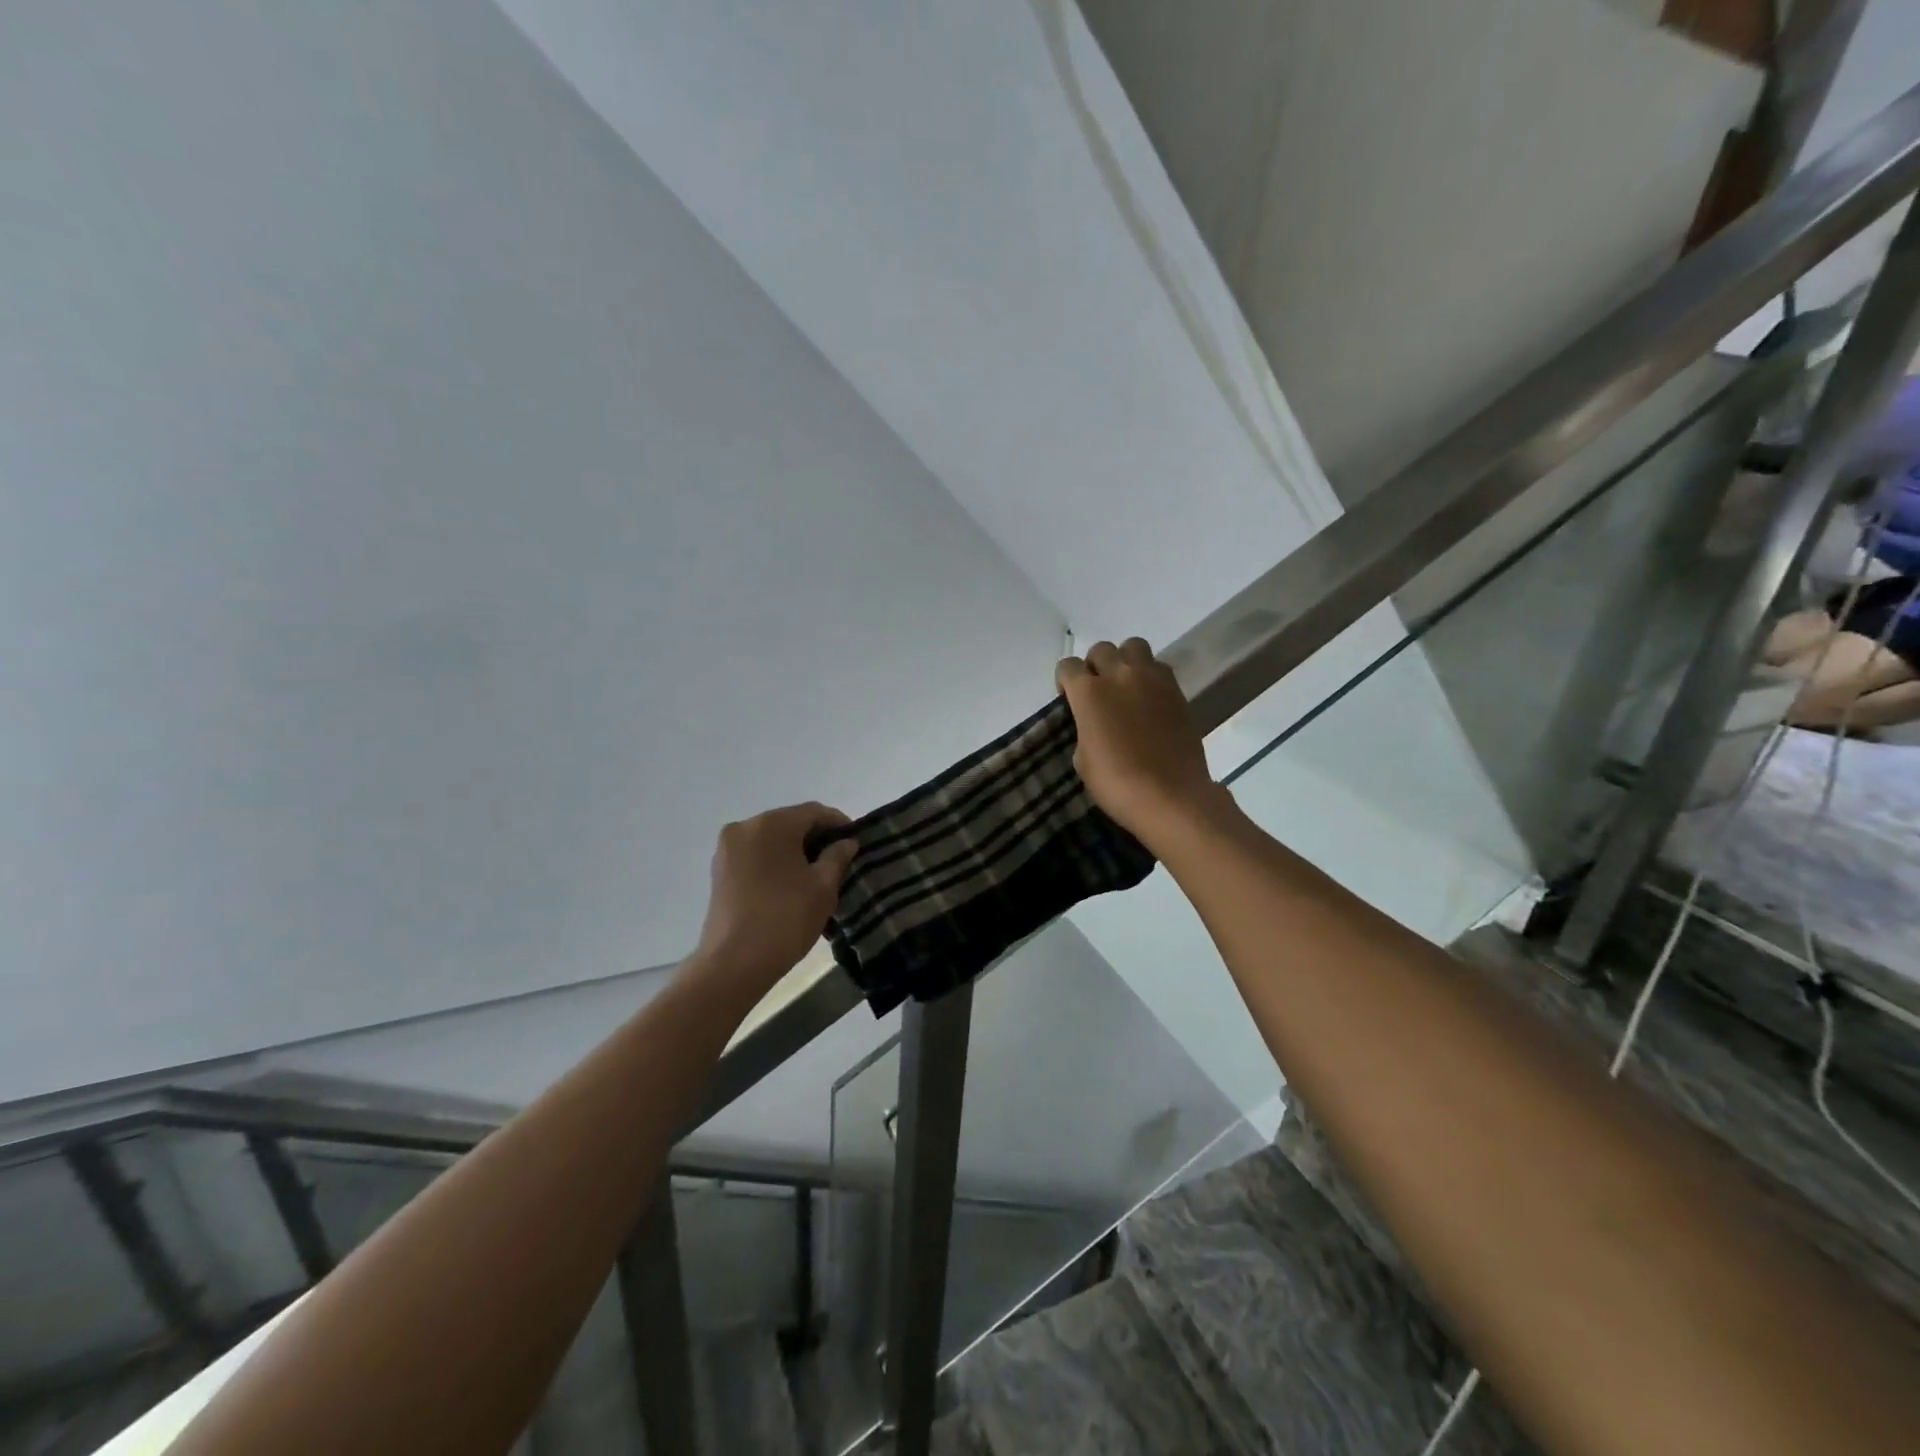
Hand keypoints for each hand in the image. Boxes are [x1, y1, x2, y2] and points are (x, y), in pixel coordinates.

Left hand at [692, 803, 857, 995]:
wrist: (733, 964)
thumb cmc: (785, 919)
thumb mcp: (823, 888)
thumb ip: (837, 857)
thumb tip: (846, 843)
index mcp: (772, 824)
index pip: (814, 812)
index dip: (838, 823)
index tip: (856, 840)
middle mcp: (745, 827)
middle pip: (789, 822)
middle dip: (816, 836)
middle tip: (840, 857)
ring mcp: (727, 849)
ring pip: (770, 839)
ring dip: (794, 849)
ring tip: (817, 872)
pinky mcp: (719, 871)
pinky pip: (755, 855)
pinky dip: (775, 861)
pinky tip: (791, 882)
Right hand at [1056, 639, 1225, 842]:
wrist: (1170, 797)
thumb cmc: (1116, 784)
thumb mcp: (1082, 759)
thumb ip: (1084, 728)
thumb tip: (1094, 721)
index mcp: (1088, 692)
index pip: (1067, 666)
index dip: (1065, 680)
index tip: (1068, 698)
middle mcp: (1119, 675)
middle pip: (1101, 649)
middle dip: (1095, 666)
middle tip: (1098, 691)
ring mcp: (1152, 679)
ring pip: (1133, 646)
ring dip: (1125, 660)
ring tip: (1126, 686)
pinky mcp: (1177, 690)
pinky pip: (1159, 667)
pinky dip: (1149, 675)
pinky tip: (1148, 699)